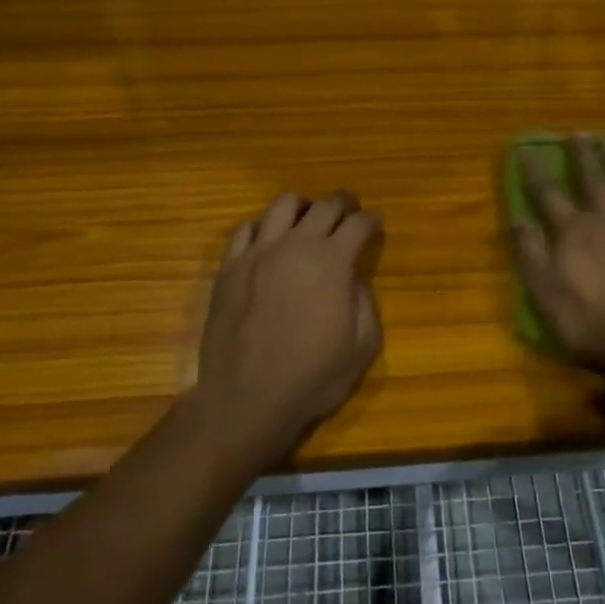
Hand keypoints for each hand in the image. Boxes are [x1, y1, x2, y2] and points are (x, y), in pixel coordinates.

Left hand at [193, 191, 384, 459]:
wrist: (247, 400)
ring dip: (303, 207)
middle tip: (350, 210)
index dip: (372, 222)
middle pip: (325, 205)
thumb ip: (364, 302)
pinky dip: (263, 228)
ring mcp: (258, 252)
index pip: (359, 224)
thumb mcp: (362, 346)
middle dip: (344, 203)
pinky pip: (246, 229)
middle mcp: (296, 245)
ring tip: (307, 219)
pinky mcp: (230, 267)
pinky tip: (268, 242)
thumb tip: (353, 277)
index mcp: (332, 262)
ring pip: (283, 205)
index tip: (375, 226)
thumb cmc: (312, 378)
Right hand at [512, 135, 604, 392]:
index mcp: (574, 234)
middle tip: (577, 134)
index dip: (535, 171)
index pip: (548, 194)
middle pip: (592, 182)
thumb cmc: (593, 327)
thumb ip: (530, 253)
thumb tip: (517, 217)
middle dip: (582, 156)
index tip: (525, 148)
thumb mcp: (545, 296)